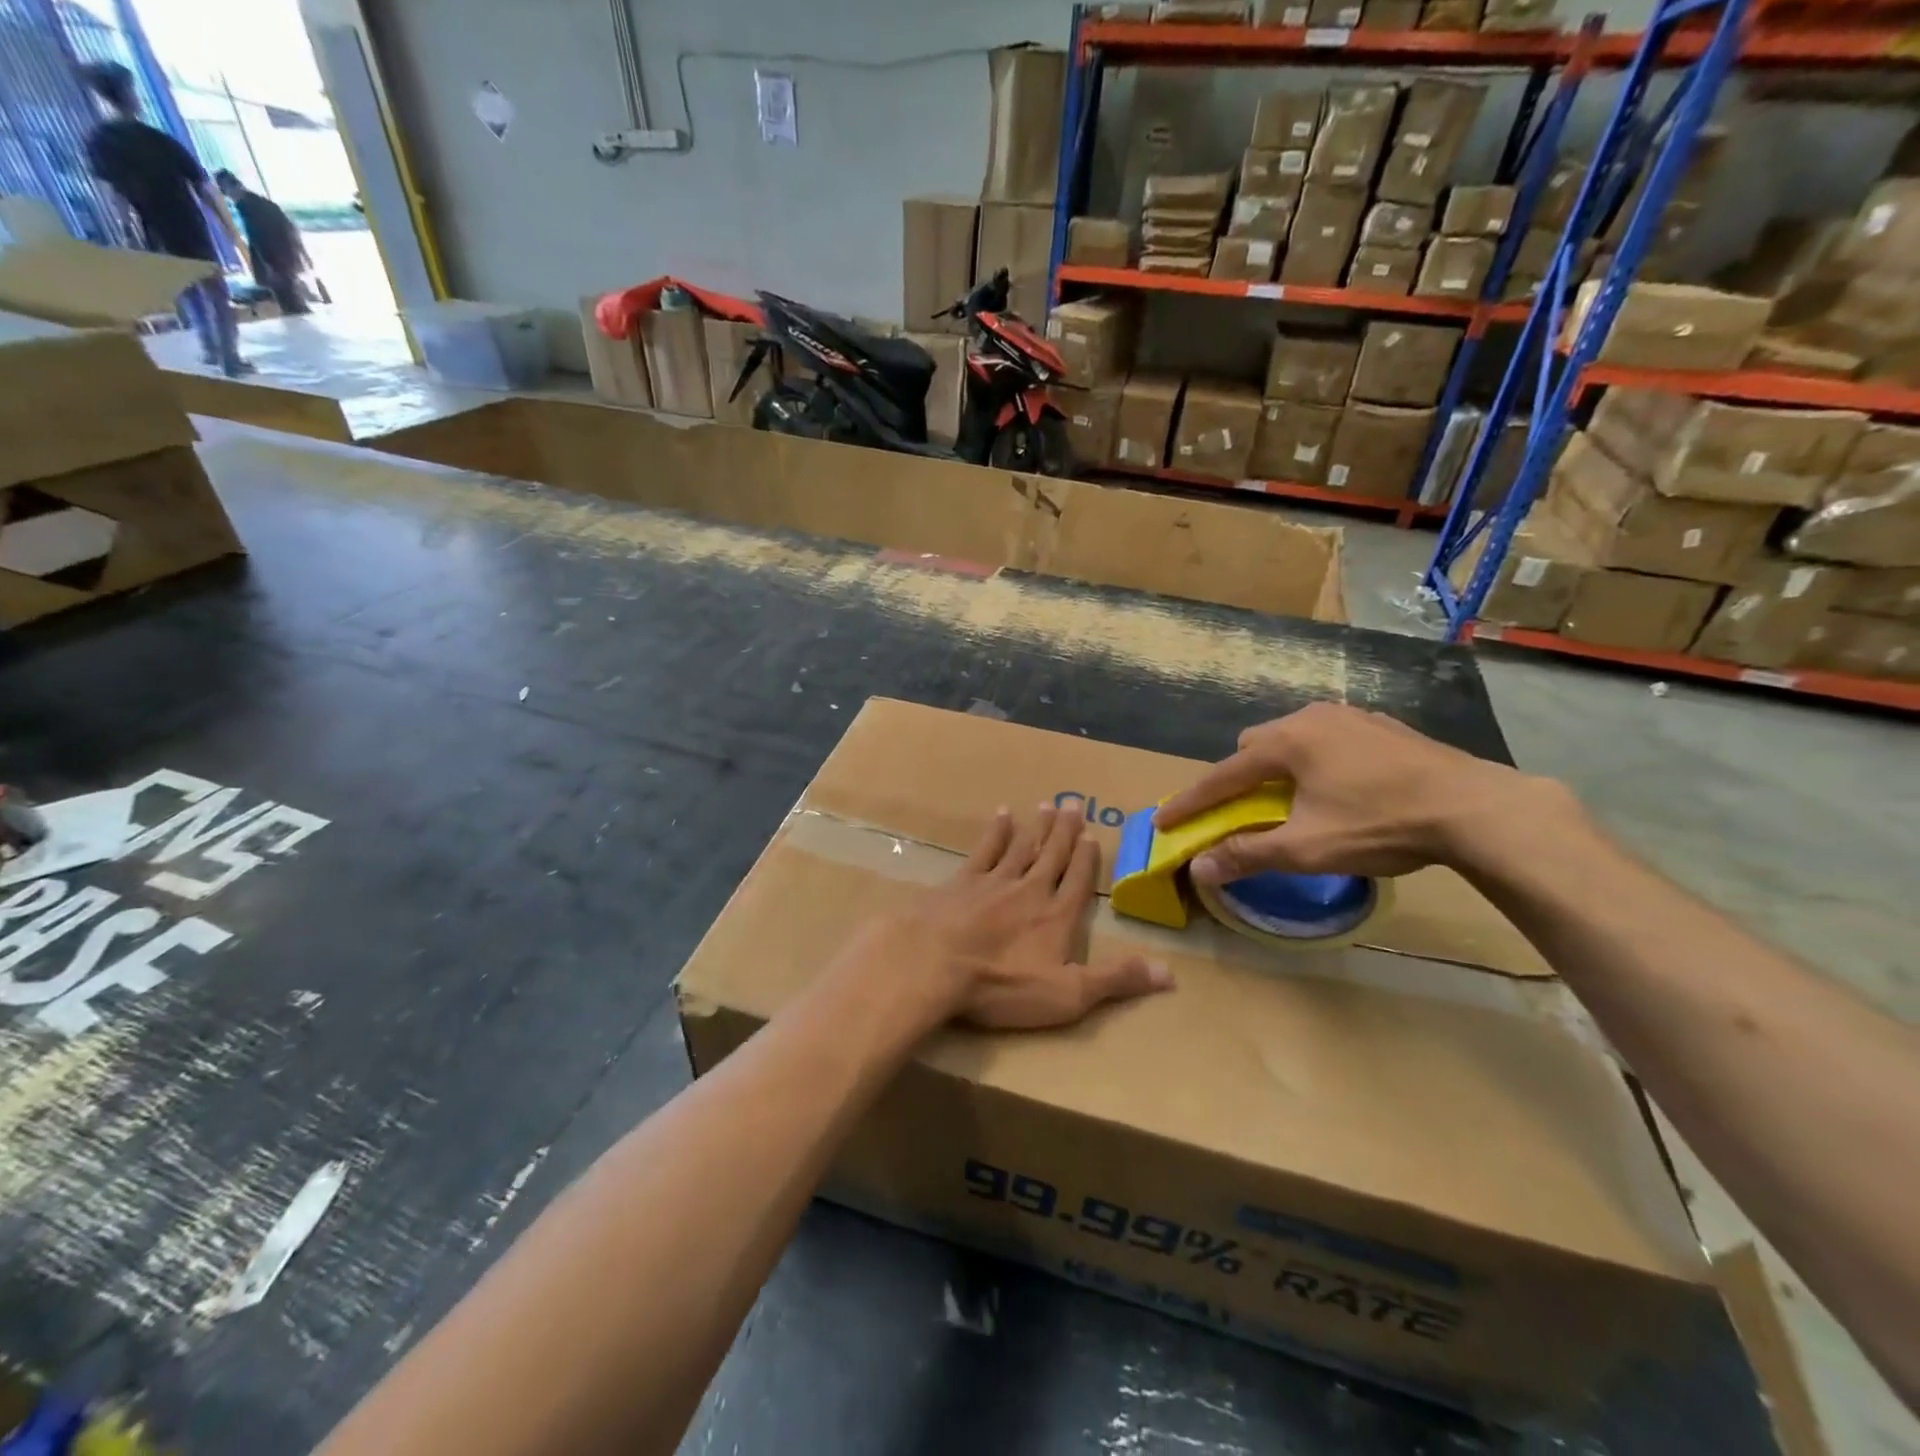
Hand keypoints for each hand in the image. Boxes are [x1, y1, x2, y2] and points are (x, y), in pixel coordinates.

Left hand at [847, 804, 1171, 1030]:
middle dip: (1065, 831)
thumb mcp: (1068, 995)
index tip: (1092, 835)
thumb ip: (1116, 979)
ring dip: (1037, 826)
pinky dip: (996, 831)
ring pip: (1022, 846)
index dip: (1086, 858)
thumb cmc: (1002, 986)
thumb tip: (1171, 974)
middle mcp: (1030, 890)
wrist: (935, 964)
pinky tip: (1002, 814)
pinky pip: (985, 849)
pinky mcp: (962, 881)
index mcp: (1057, 916)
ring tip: (1047, 804)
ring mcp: (994, 882)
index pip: (1078, 881)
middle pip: (1052, 855)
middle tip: (1074, 804)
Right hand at [1153, 703, 1551, 883]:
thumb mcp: (1308, 848)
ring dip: (1278, 767)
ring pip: (1293, 739)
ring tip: (1291, 800)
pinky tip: (1339, 787)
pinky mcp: (1382, 726)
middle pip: (1254, 746)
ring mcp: (1350, 716)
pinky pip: (1328, 739)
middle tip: (1242, 811)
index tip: (1164, 821)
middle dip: (1238, 778)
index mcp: (1286, 742)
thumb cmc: (1381, 825)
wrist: (1477, 809)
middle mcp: (1311, 717)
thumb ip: (1248, 854)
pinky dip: (1315, 761)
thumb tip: (1199, 868)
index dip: (1191, 802)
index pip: (1222, 775)